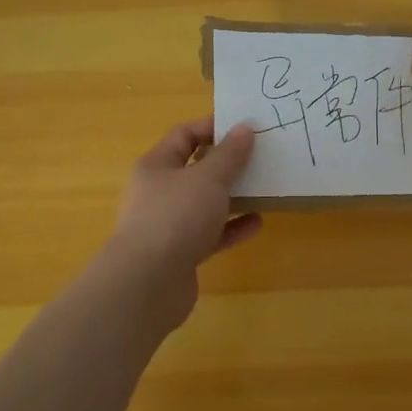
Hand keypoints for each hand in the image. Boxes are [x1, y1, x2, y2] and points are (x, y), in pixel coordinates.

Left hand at [98, 118, 261, 328]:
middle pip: (195, 169)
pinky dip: (231, 227)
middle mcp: (158, 192)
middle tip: (260, 156)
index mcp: (156, 166)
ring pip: (204, 203)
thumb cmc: (175, 217)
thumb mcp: (208, 178)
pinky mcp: (180, 254)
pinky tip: (257, 223)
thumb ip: (230, 154)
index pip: (184, 134)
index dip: (213, 127)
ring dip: (232, 196)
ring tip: (264, 188)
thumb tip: (244, 127)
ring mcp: (167, 225)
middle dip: (226, 163)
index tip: (245, 126)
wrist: (147, 284)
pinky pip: (210, 234)